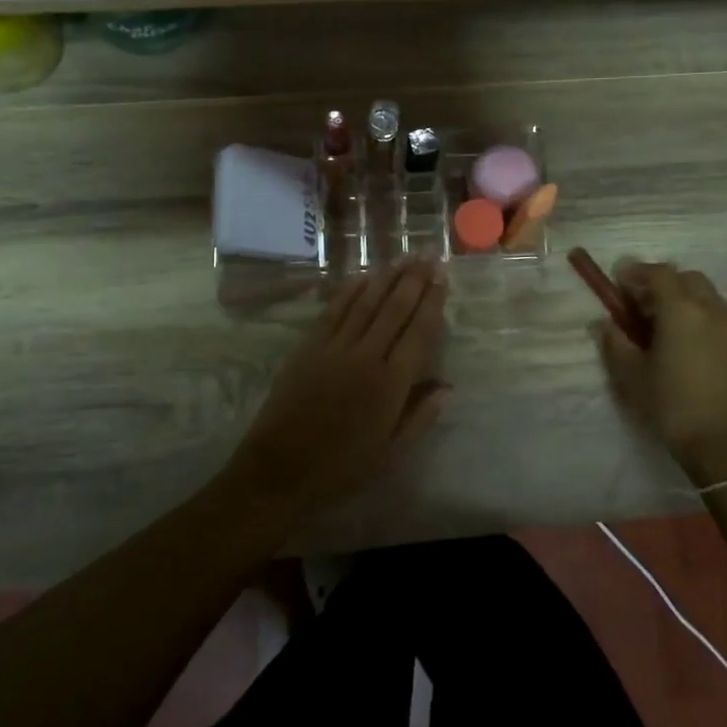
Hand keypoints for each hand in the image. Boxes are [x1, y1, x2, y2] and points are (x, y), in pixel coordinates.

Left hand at [226, 258, 448, 514]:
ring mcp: (334, 348)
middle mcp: (365, 356)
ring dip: (385, 278)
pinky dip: (349, 291)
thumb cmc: (341, 469)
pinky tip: (362, 278)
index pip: (419, 332)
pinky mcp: (308, 347)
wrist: (279, 471)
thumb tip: (447, 387)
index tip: (443, 278)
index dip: (432, 302)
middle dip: (413, 279)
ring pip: (365, 303)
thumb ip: (420, 417)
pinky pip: (333, 311)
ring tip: (403, 258)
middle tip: (428, 255)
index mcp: (390, 384)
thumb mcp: (390, 454)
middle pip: (394, 309)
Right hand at [594, 261, 726, 486]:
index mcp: (682, 310)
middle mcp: (711, 311)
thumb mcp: (632, 376)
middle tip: (641, 303)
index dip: (637, 272)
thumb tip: (604, 324)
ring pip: (707, 298)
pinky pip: (719, 320)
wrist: (726, 446)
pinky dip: (700, 319)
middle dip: (663, 282)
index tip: (619, 282)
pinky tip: (686, 347)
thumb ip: (615, 343)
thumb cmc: (672, 406)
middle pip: (688, 279)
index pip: (660, 273)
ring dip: (684, 300)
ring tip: (663, 326)